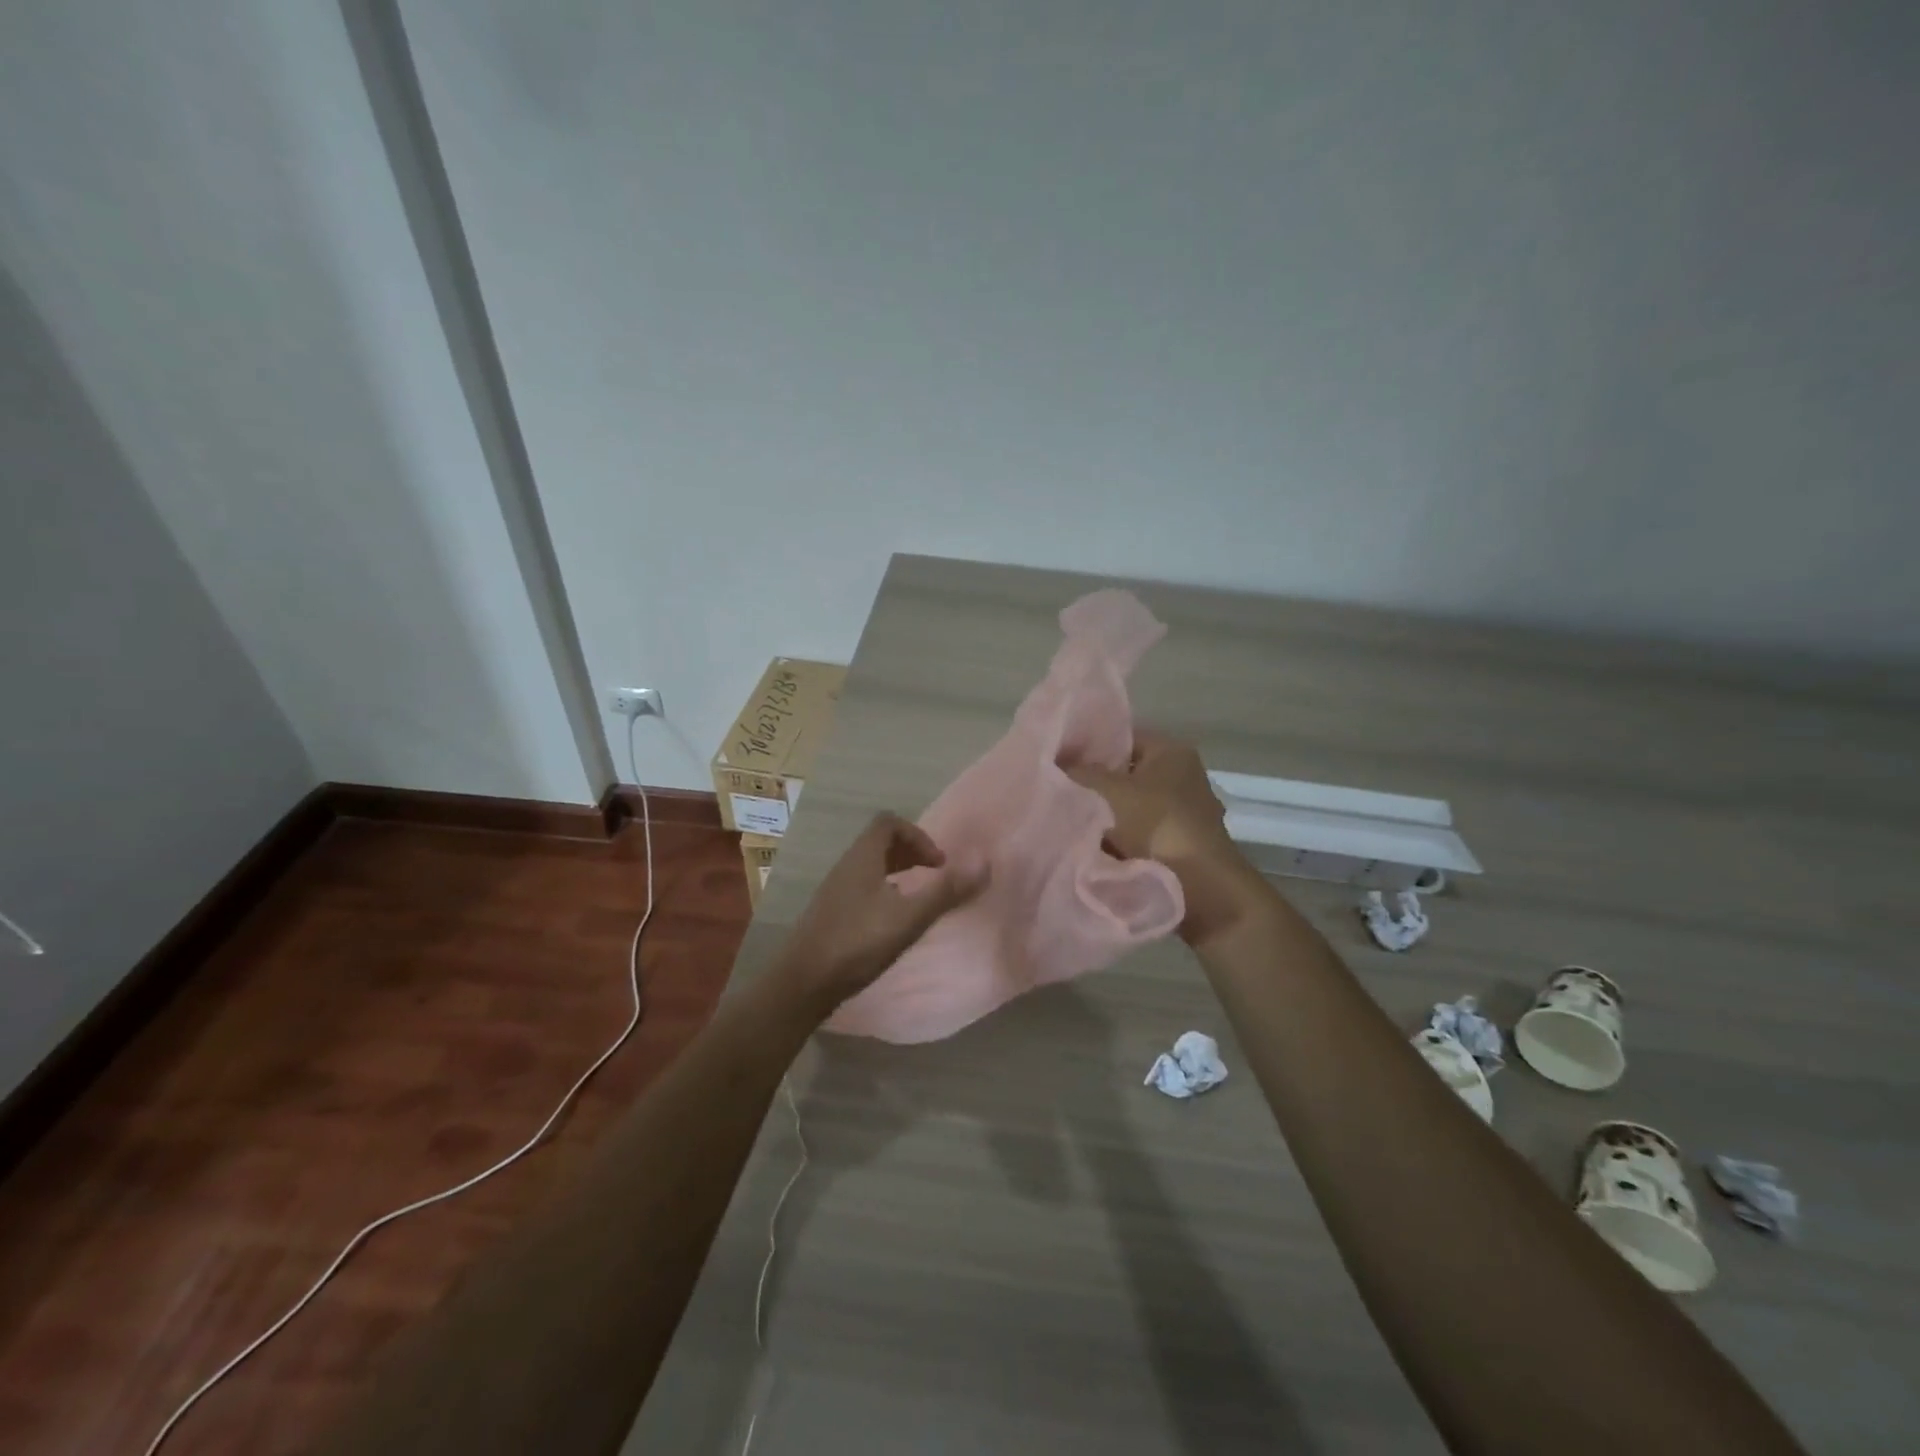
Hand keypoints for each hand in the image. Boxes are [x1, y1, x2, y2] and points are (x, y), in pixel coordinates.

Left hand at [773, 813, 987, 1015]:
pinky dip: (882, 891)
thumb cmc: (857, 944)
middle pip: (879, 842)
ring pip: (869, 866)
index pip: (888, 823)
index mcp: (862, 858)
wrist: (803, 984)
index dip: (918, 835)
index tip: (938, 864)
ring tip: (916, 898)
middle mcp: (845, 867)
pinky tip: (891, 921)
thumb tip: (984, 862)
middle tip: (934, 875)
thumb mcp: (909, 918)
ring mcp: (834, 890)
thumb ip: (946, 891)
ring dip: (897, 872)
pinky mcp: (829, 914)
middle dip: (910, 852)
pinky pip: (860, 887)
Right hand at [1070, 731, 1261, 944]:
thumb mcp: (1107, 791)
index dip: (1086, 746)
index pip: (1120, 737)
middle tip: (1057, 793)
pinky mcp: (1180, 845)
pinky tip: (1091, 848)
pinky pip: (1139, 834)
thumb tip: (1053, 763)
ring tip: (1067, 822)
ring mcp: (1184, 813)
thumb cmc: (1156, 827)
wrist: (1200, 890)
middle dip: (1092, 785)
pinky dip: (1119, 840)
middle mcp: (1182, 776)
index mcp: (1171, 752)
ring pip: (1129, 807)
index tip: (1055, 762)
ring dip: (1103, 817)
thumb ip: (1077, 772)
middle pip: (1123, 773)